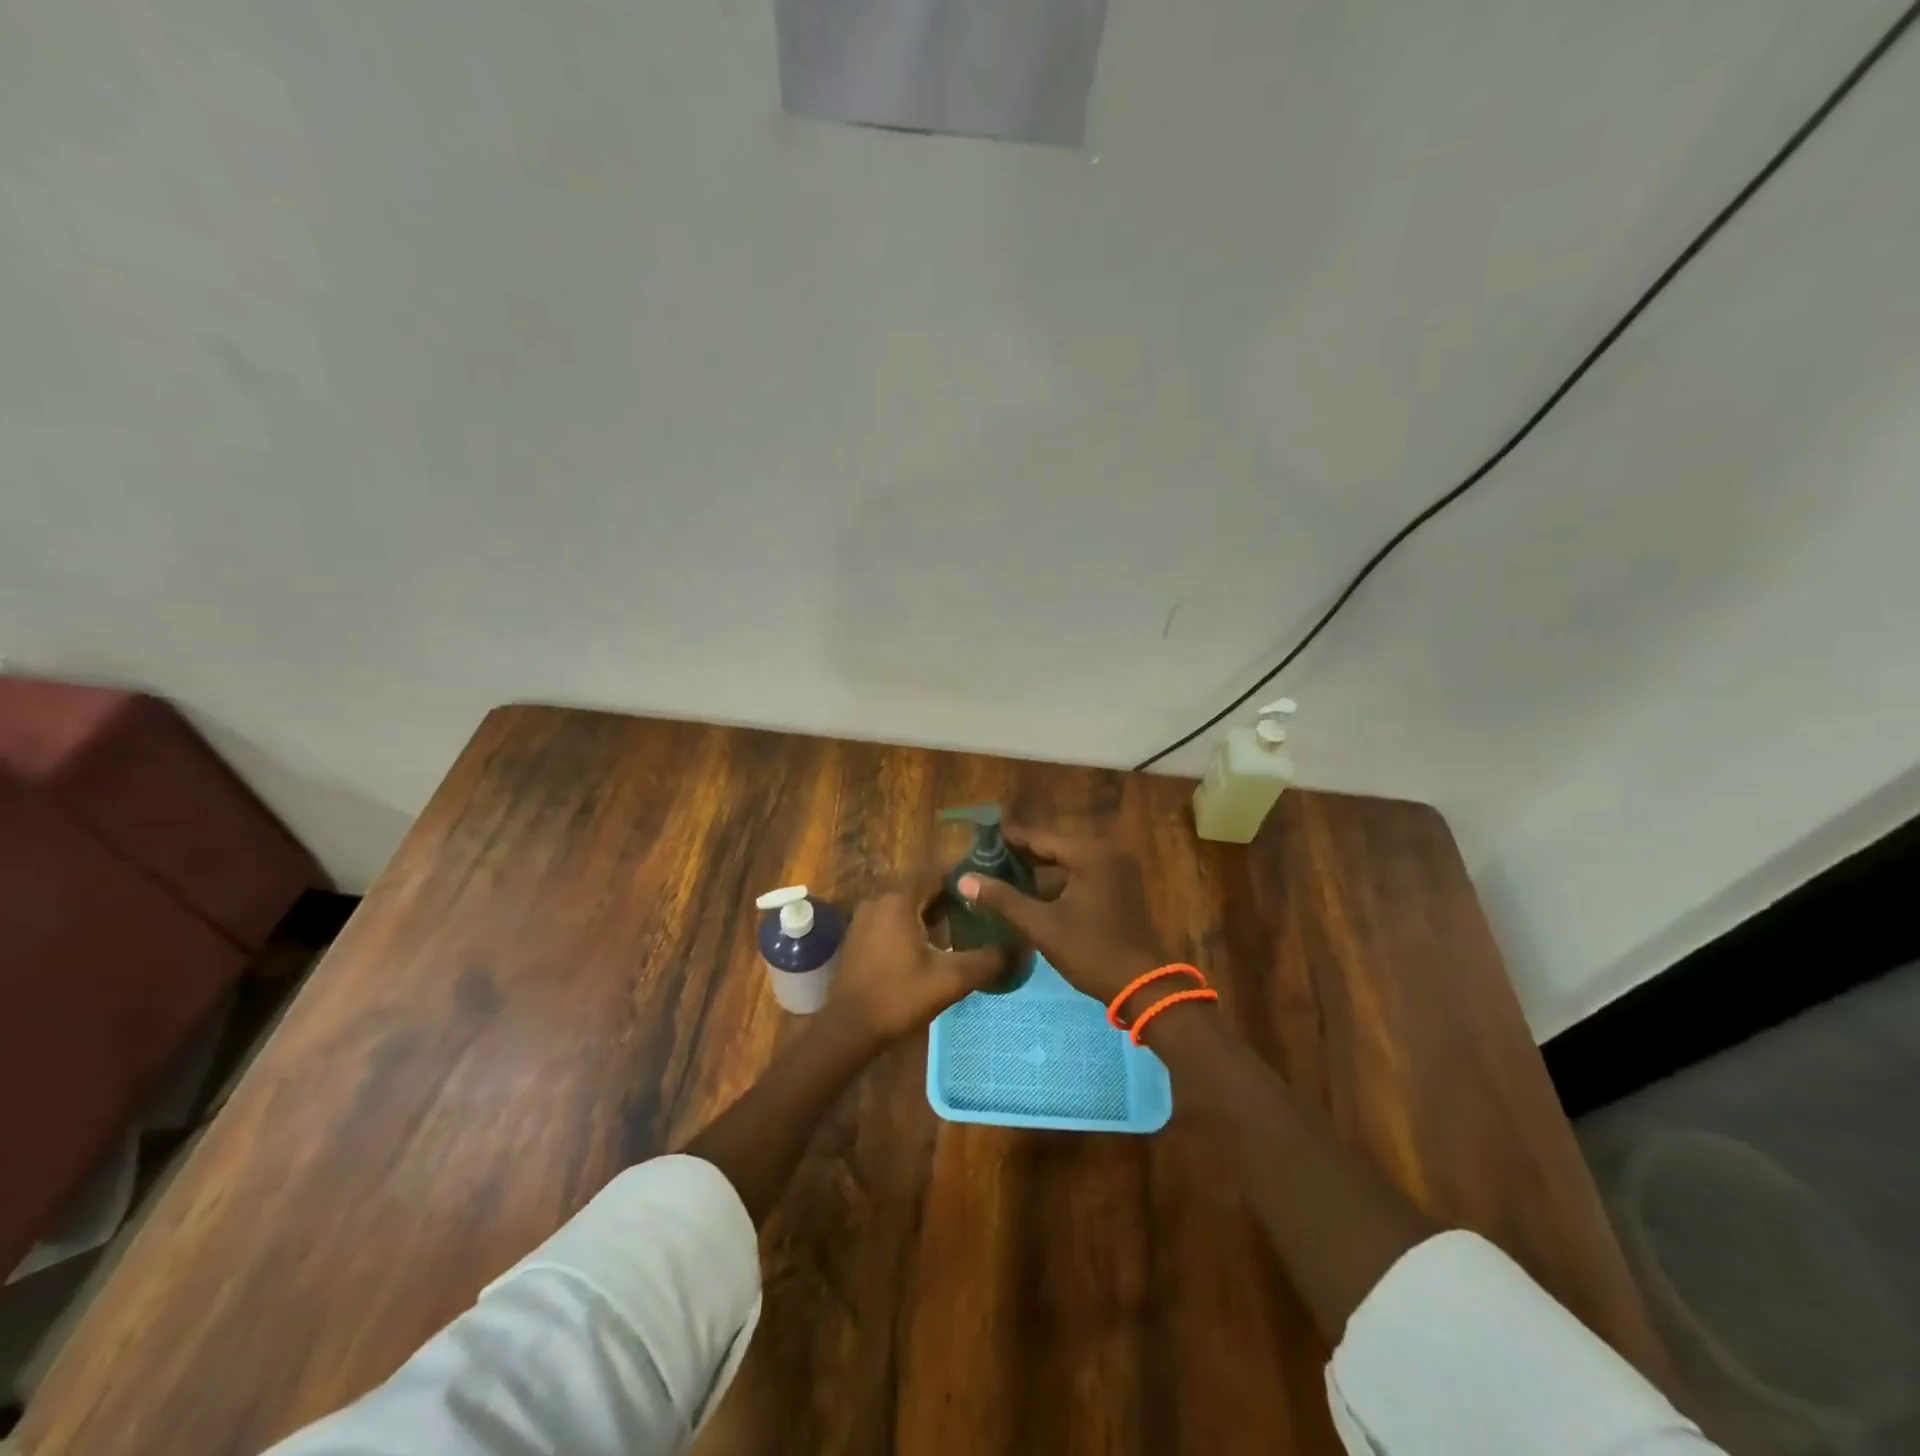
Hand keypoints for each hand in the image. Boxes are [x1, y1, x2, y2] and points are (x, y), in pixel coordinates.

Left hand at [824, 887, 1009, 1046]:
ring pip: (906, 908)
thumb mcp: (951, 979)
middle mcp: (879, 901)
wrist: (849, 1028)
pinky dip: (911, 928)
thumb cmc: (900, 996)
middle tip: (980, 914)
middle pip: (921, 891)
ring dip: (930, 916)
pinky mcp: (856, 939)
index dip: (963, 880)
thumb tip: (1021, 947)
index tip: (987, 888)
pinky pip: (890, 922)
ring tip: (960, 932)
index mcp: (900, 901)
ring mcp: (863, 920)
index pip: (937, 874)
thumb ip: (988, 960)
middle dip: (950, 900)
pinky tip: (929, 949)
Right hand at [957, 827, 1165, 1008]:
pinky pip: (1082, 872)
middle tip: (987, 858)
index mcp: (1090, 854)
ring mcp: (1117, 869)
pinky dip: (1059, 879)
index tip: (979, 840)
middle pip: (1055, 846)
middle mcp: (1106, 852)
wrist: (1142, 985)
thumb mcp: (1042, 926)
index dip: (1009, 839)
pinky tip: (1034, 891)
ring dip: (1040, 867)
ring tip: (1004, 873)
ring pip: (1068, 860)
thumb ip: (1003, 899)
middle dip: (1022, 853)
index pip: (1040, 838)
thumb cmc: (1091, 951)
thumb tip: (965, 880)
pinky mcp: (1121, 886)